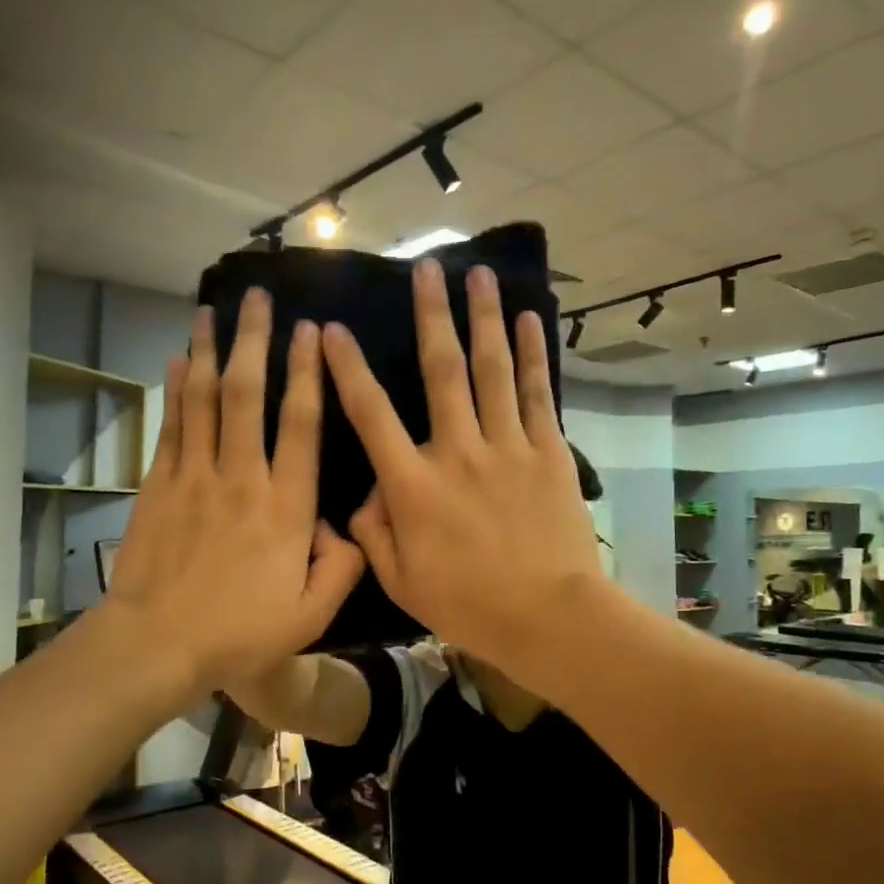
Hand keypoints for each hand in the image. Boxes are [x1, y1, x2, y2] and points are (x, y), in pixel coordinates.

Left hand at [102, 291, 364, 696]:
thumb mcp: (310, 615)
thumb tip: (351, 528)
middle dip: (254, 341)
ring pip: (204, 400)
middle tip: (257, 297)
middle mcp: (242, 477)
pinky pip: (171, 426)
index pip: (301, 425)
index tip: (310, 333)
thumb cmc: (238, 633)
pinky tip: (177, 361)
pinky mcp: (159, 485)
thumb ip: (342, 567)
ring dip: (209, 351)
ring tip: (212, 311)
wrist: (156, 644)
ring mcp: (195, 476)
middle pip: (248, 394)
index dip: (308, 374)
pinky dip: (175, 390)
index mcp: (285, 506)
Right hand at [322, 259, 601, 665]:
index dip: (348, 369)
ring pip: (491, 369)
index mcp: (413, 485)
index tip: (333, 330)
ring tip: (480, 274)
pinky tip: (527, 320)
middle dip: (431, 314)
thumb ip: (374, 533)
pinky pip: (535, 394)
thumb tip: (364, 495)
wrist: (550, 616)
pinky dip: (531, 355)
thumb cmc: (470, 605)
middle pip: (441, 370)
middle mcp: (457, 451)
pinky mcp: (548, 452)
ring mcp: (507, 447)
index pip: (371, 414)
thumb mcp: (402, 581)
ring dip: (483, 318)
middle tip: (427, 268)